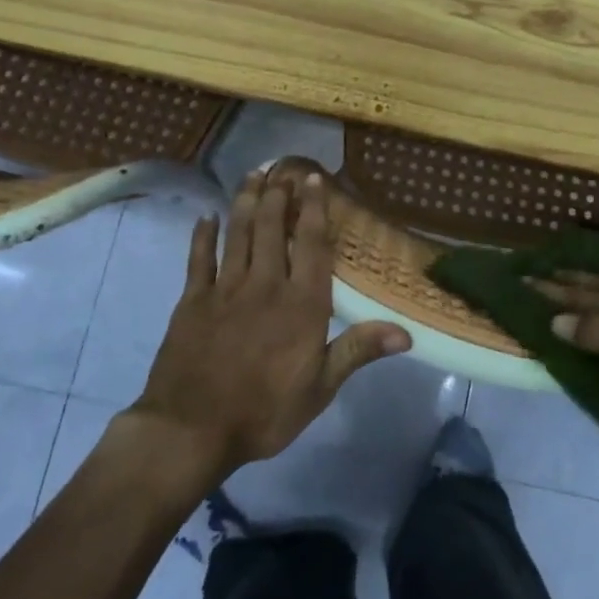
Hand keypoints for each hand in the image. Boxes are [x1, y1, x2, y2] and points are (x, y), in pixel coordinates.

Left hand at [130, 169, 411, 479]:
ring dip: (245, 201)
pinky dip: (202, 236)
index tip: (313, 180)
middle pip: (270, 228)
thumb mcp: (320, 388)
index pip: (310, 244)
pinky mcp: (192, 301)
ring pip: (237, 234)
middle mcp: (265, 285)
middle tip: (281, 168)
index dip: (313, 209)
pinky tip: (205, 217)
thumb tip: (406, 332)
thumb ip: (358, 350)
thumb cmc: (264, 411)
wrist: (191, 431)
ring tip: (252, 176)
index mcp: (301, 304)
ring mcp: (225, 290)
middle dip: (277, 195)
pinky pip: (199, 259)